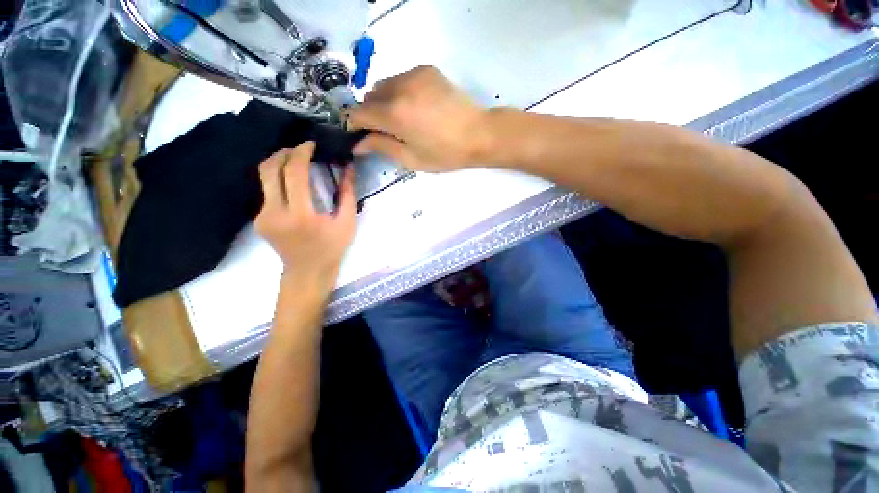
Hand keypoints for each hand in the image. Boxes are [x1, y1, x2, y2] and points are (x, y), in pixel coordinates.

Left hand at [255, 142, 356, 293]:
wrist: (308, 271)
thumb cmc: (332, 249)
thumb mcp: (347, 222)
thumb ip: (347, 193)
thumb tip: (348, 167)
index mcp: (302, 215)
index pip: (294, 173)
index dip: (302, 153)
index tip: (311, 144)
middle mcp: (276, 213)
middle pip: (270, 168)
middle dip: (285, 152)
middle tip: (301, 149)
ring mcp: (263, 216)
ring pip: (263, 177)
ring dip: (279, 163)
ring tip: (296, 161)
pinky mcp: (259, 220)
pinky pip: (267, 191)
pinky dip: (279, 180)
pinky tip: (292, 184)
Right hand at [346, 66, 491, 171]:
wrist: (479, 134)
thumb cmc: (446, 154)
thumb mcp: (412, 159)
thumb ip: (382, 147)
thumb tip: (358, 143)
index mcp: (395, 114)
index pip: (358, 113)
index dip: (353, 125)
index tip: (358, 136)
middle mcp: (399, 88)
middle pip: (369, 97)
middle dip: (370, 114)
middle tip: (385, 132)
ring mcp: (413, 74)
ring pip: (384, 85)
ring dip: (384, 102)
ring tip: (402, 120)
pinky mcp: (426, 70)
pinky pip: (401, 79)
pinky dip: (399, 92)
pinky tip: (415, 107)